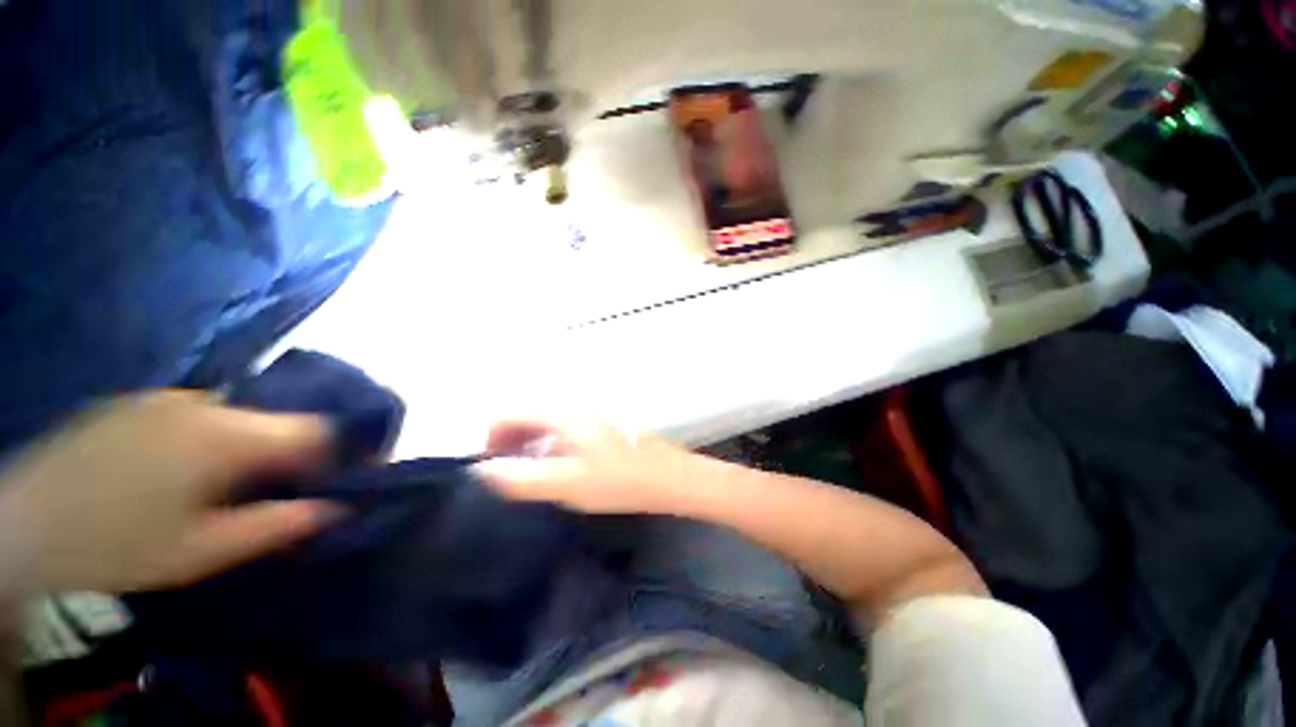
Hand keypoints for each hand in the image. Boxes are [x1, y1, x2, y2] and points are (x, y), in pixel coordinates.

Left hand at [0, 392, 343, 594]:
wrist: (20, 526)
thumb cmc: (117, 548)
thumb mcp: (202, 553)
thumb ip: (277, 526)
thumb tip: (338, 509)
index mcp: (225, 437)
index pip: (316, 428)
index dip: (342, 450)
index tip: (347, 476)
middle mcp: (204, 404)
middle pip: (281, 418)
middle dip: (299, 450)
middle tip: (293, 487)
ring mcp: (168, 398)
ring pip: (243, 415)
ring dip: (258, 443)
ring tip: (241, 481)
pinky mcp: (140, 403)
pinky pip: (205, 413)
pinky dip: (220, 435)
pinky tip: (195, 467)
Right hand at [472, 420, 694, 514]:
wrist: (669, 476)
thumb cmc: (619, 480)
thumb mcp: (566, 485)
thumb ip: (521, 478)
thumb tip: (482, 471)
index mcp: (562, 411)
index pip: (510, 412)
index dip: (491, 439)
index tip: (490, 468)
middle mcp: (574, 402)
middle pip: (527, 412)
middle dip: (509, 441)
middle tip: (507, 475)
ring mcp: (590, 409)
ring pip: (546, 419)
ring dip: (529, 442)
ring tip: (529, 473)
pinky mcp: (601, 420)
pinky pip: (564, 424)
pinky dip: (550, 441)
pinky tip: (557, 465)